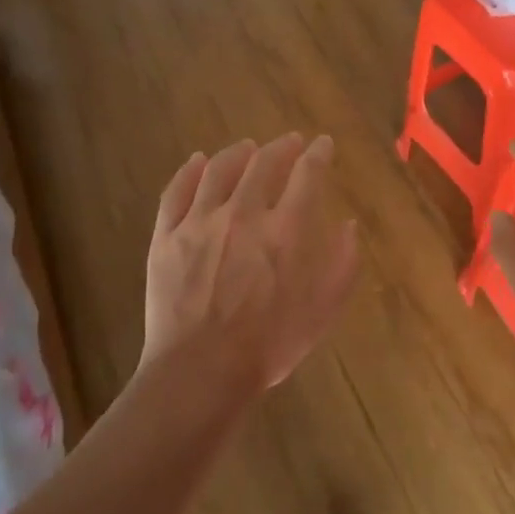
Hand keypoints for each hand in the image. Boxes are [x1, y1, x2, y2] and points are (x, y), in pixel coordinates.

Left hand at [142, 133, 360, 397]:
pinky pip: (177, 191)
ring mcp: (199, 222)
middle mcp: (244, 214)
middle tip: (289, 142)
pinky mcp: (166, 237)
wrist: (201, 371)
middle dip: (281, 147)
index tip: (323, 144)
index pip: (307, 174)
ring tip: (247, 147)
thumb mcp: (322, 311)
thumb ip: (341, 264)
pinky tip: (198, 161)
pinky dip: (190, 171)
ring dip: (238, 153)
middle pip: (264, 163)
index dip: (318, 154)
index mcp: (286, 230)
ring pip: (219, 170)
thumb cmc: (270, 345)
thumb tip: (348, 225)